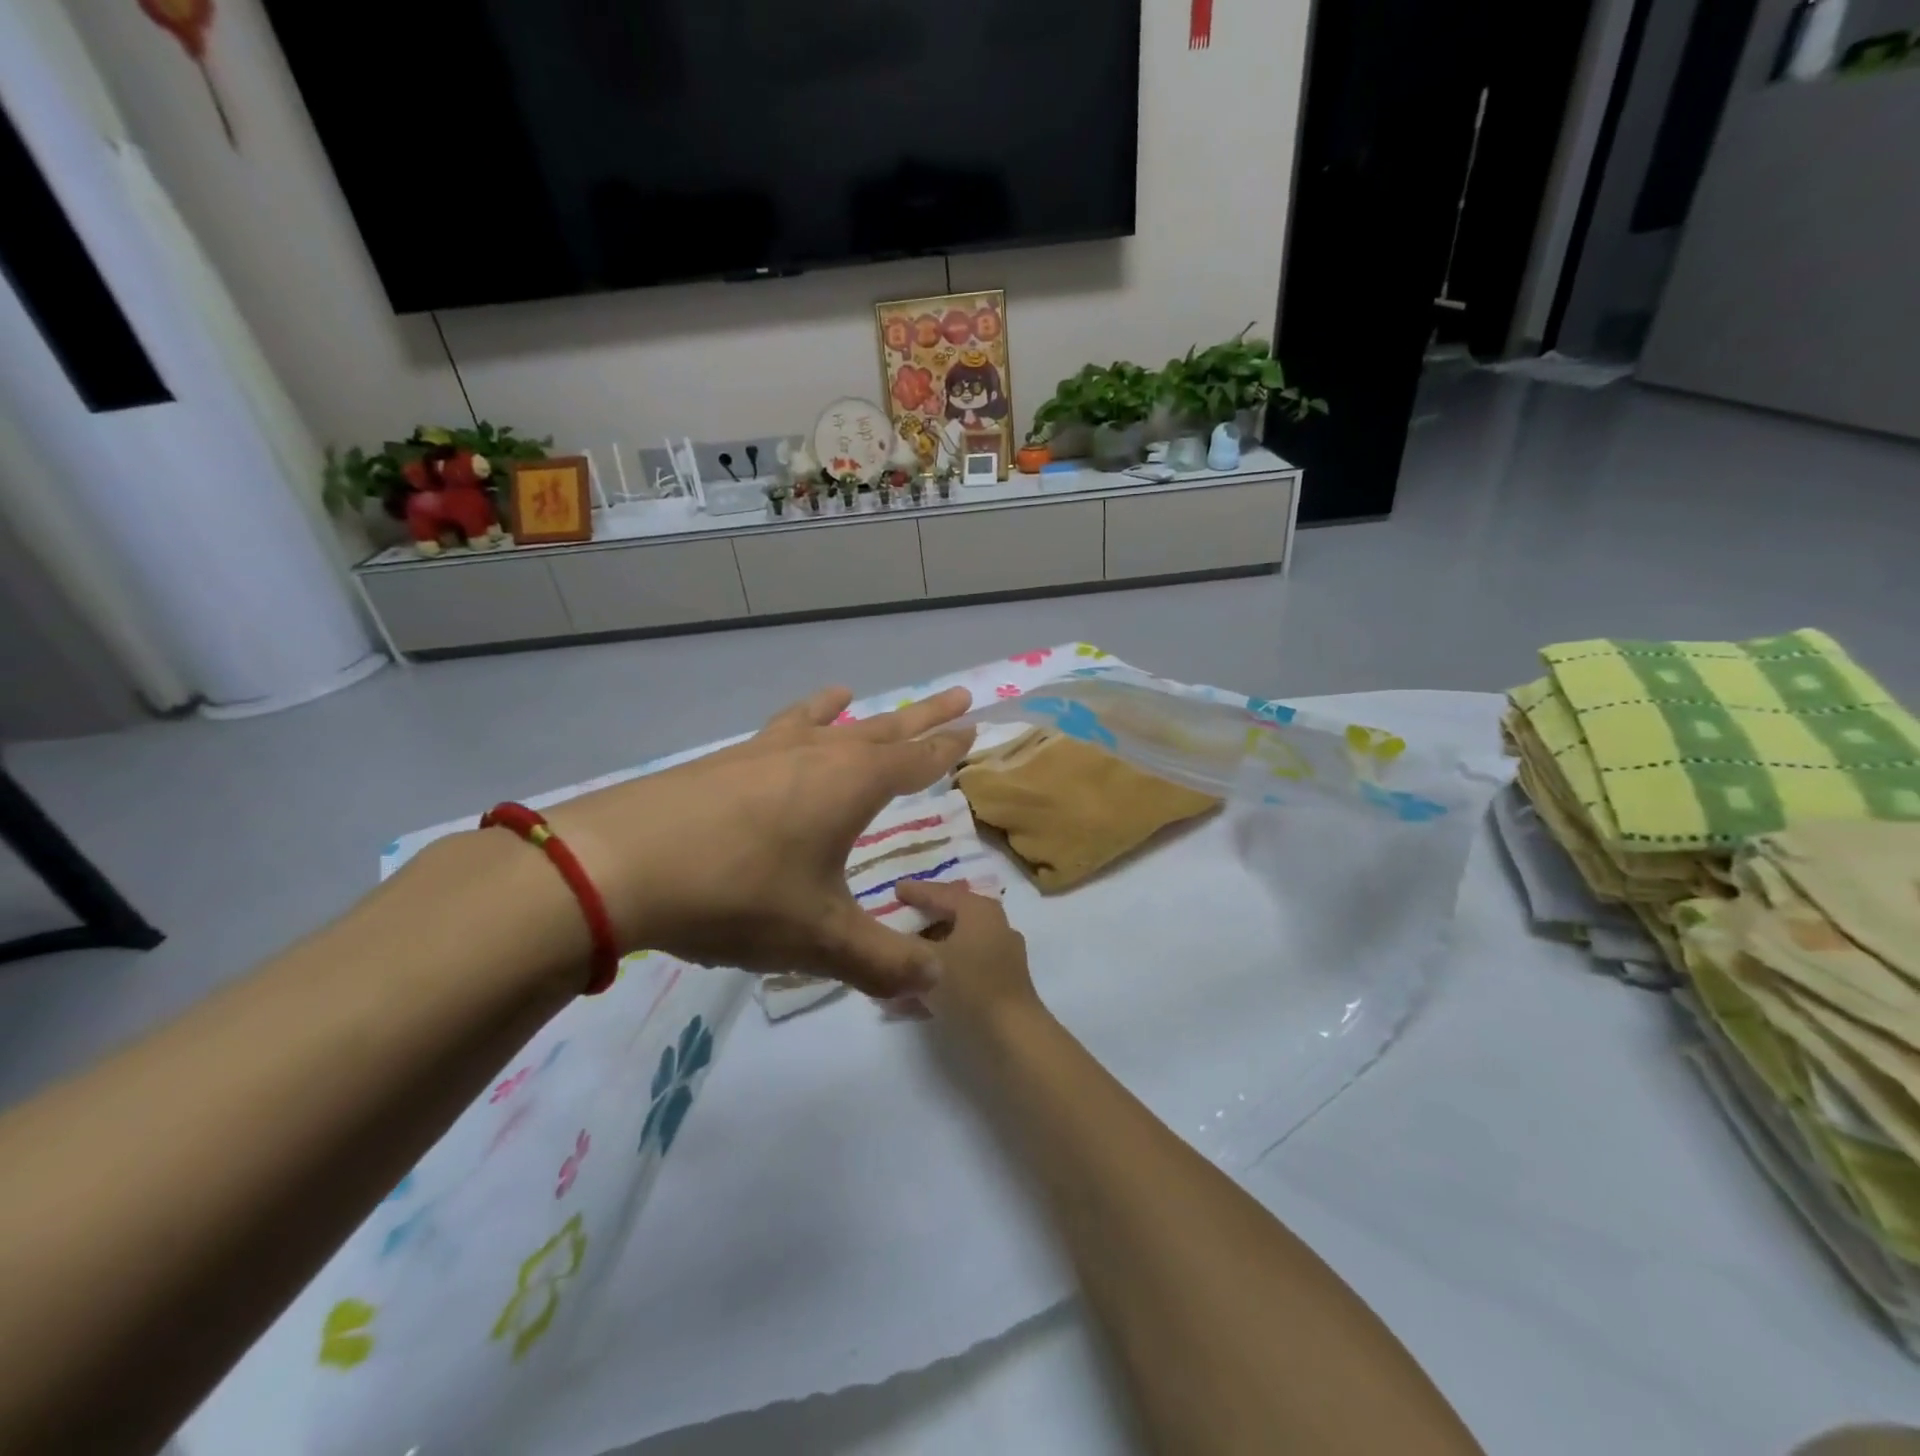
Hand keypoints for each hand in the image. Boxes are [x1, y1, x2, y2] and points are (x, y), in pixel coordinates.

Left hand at [544, 686, 973, 997]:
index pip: (917, 761)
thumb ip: (882, 962)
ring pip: (826, 723)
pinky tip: (786, 728)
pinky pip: (777, 731)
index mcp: (853, 785)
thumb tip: (936, 982)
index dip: (949, 748)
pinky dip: (795, 722)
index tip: (974, 727)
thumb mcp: (819, 939)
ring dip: (853, 713)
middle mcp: (818, 756)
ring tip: (855, 694)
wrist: (620, 863)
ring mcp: (767, 752)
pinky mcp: (724, 762)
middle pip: (884, 729)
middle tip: (957, 695)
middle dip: (923, 717)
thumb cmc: (738, 894)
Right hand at [893, 879, 1043, 1035]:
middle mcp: (994, 927)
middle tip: (895, 924)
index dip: (916, 891)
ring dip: (924, 959)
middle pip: (950, 919)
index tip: (895, 890)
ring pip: (954, 950)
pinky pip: (960, 974)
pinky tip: (908, 1000)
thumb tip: (888, 939)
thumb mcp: (925, 961)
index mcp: (979, 911)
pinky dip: (937, 980)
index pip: (941, 893)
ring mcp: (1000, 958)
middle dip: (920, 926)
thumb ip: (903, 945)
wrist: (1011, 1037)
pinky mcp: (999, 986)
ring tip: (896, 967)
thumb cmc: (968, 986)